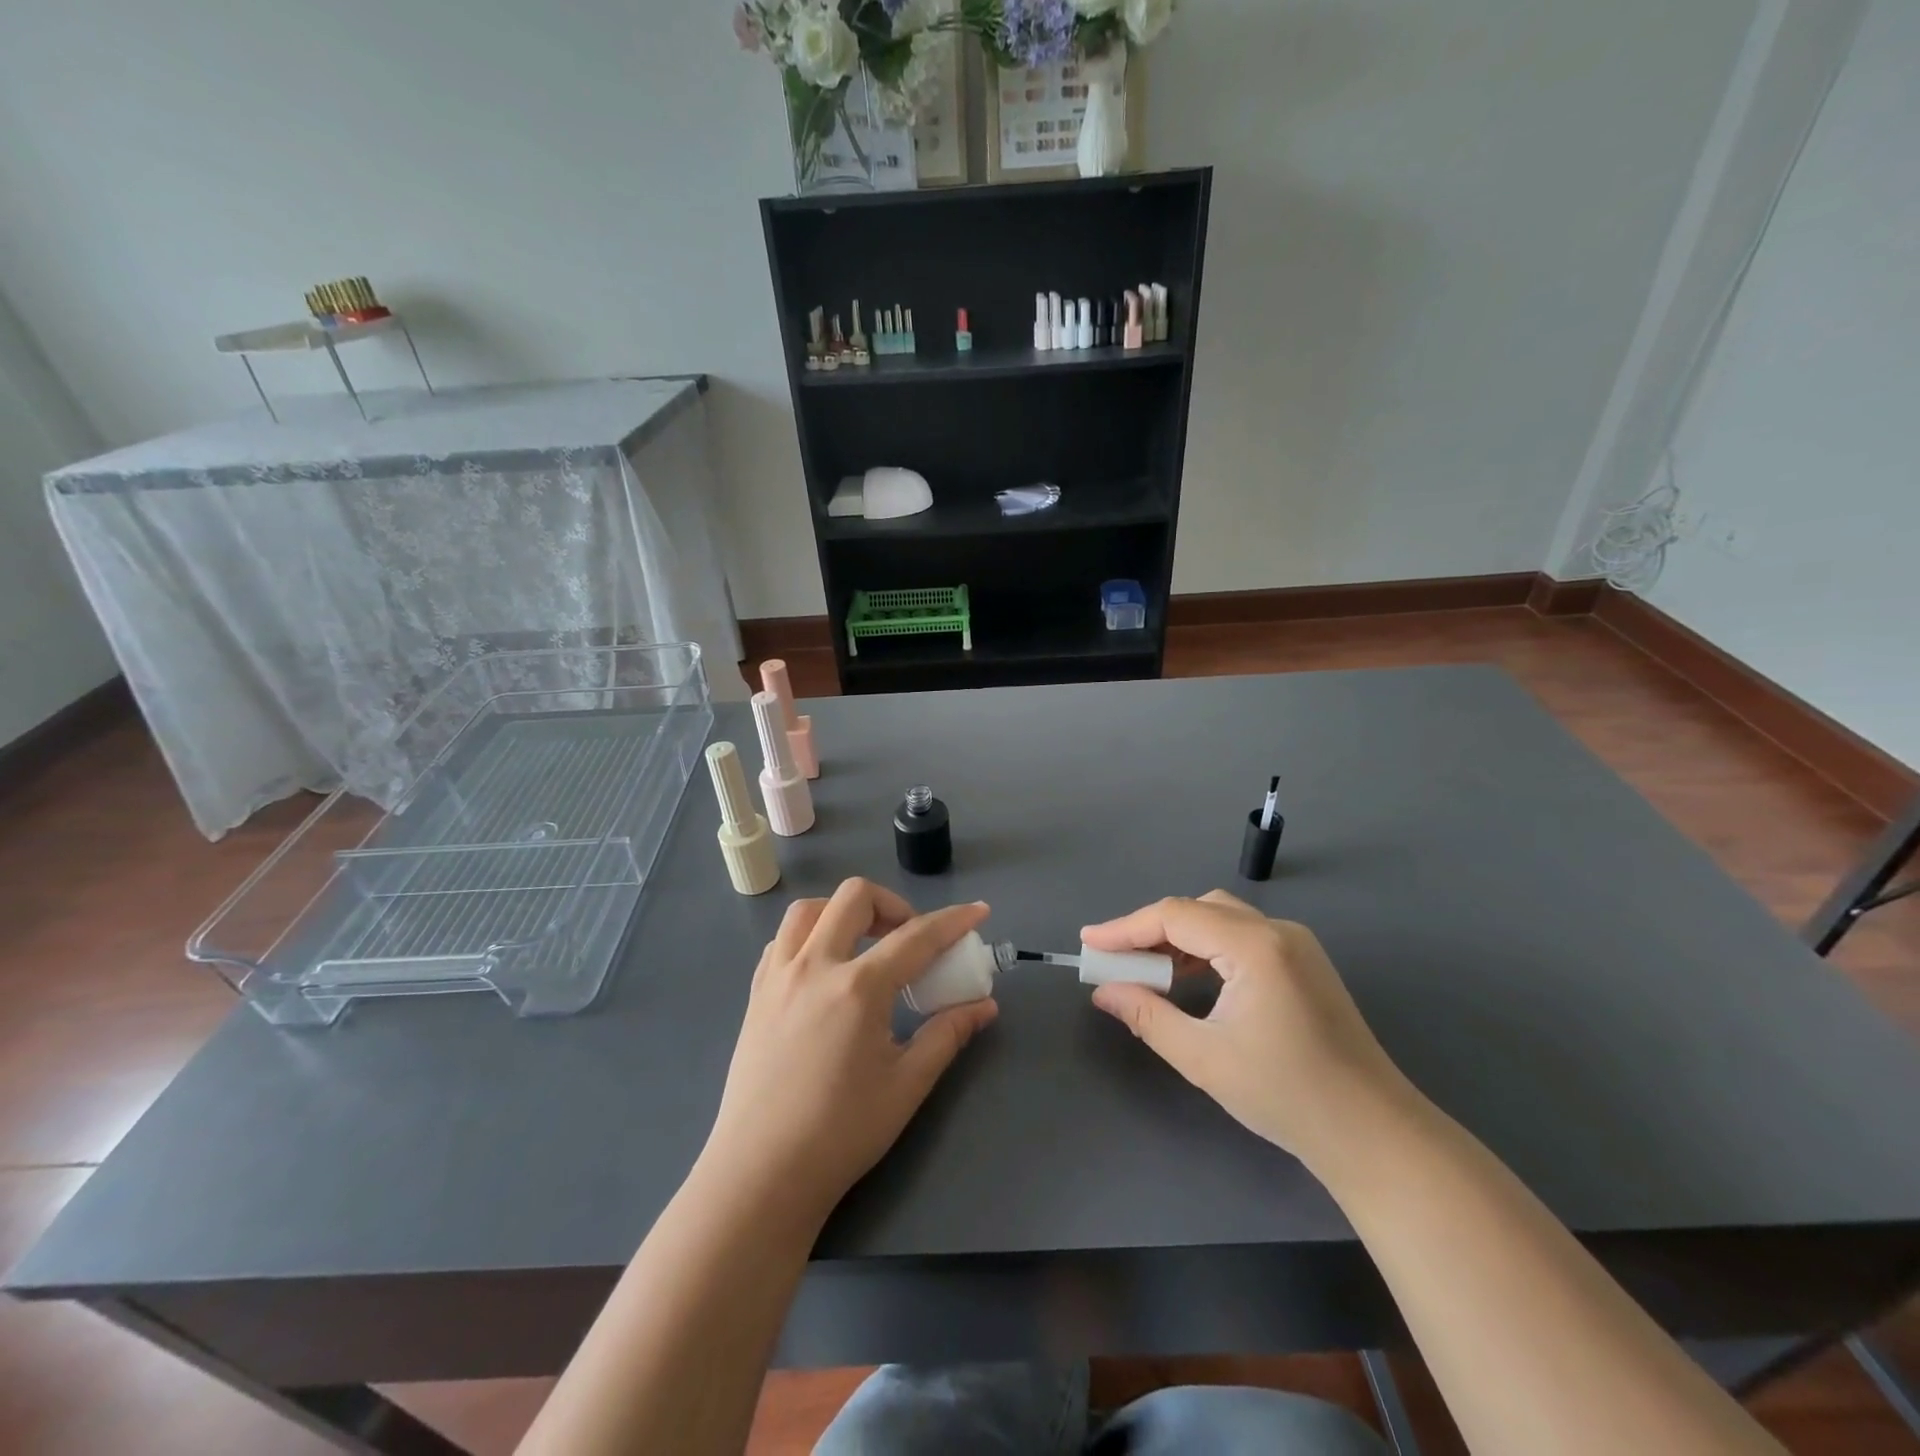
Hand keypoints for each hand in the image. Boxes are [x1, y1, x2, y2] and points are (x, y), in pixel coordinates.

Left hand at [700, 878, 997, 1229]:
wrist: (762, 1174)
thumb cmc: (842, 1132)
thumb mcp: (907, 1084)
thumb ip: (947, 1034)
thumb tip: (984, 1006)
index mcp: (858, 988)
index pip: (916, 936)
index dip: (953, 921)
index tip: (978, 912)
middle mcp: (815, 967)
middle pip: (854, 898)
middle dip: (893, 904)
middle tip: (910, 938)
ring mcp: (778, 977)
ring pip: (809, 910)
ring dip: (843, 912)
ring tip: (865, 944)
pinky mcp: (756, 995)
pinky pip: (782, 941)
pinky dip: (810, 936)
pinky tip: (825, 970)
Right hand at [1082, 890, 1410, 1172]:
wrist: (1373, 1133)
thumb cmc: (1286, 1095)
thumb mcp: (1203, 1057)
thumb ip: (1146, 1015)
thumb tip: (1103, 992)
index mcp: (1255, 946)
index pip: (1175, 916)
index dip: (1125, 927)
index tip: (1088, 944)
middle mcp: (1277, 931)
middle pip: (1198, 909)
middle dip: (1150, 930)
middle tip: (1114, 959)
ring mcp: (1297, 944)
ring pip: (1220, 919)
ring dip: (1179, 938)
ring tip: (1145, 971)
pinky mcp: (1305, 962)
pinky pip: (1242, 936)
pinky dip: (1207, 948)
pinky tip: (1190, 978)